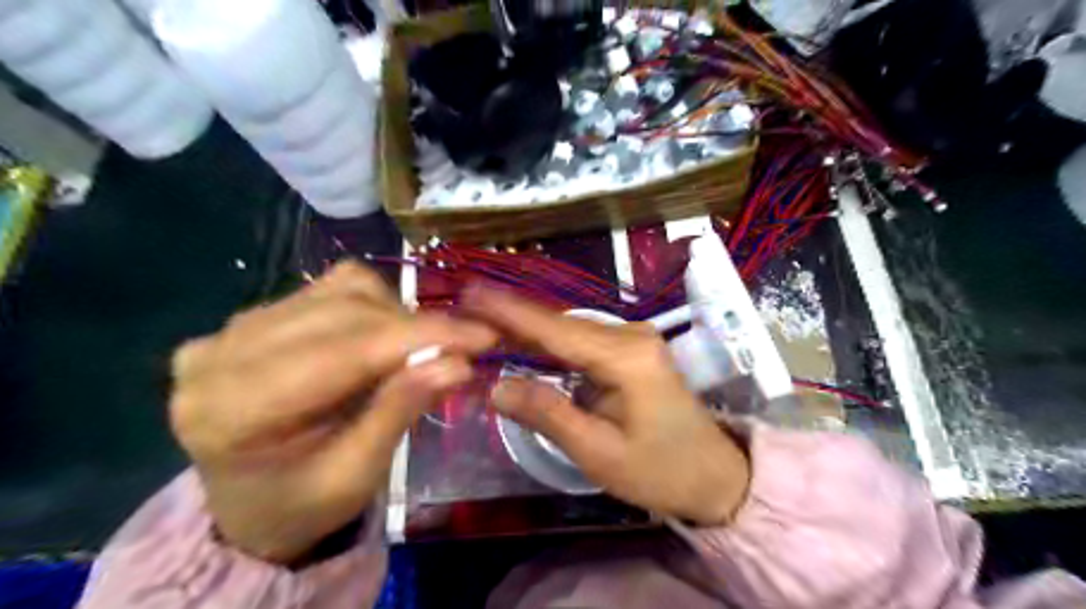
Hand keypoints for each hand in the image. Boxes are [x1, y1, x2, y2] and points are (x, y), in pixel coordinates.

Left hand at [168, 261, 494, 561]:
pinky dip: (372, 305)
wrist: (250, 504)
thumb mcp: (356, 476)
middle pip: (344, 310)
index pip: (346, 350)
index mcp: (235, 411)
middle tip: (462, 347)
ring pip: (340, 289)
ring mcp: (232, 327)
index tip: (484, 335)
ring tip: (416, 349)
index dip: (423, 336)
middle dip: (415, 325)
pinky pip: (329, 288)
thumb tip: (458, 363)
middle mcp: (221, 354)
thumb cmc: (303, 504)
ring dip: (395, 314)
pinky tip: (380, 337)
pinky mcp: (252, 315)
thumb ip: (400, 412)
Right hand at [462, 287, 751, 524]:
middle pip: (561, 322)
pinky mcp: (630, 351)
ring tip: (481, 318)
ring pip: (568, 329)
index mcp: (626, 357)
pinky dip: (547, 341)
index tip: (470, 292)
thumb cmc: (660, 470)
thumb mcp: (599, 453)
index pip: (557, 329)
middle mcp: (630, 336)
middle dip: (512, 315)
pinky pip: (580, 341)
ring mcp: (633, 340)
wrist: (713, 475)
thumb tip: (496, 387)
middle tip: (464, 305)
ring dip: (526, 326)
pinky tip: (520, 340)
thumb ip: (548, 415)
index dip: (510, 312)